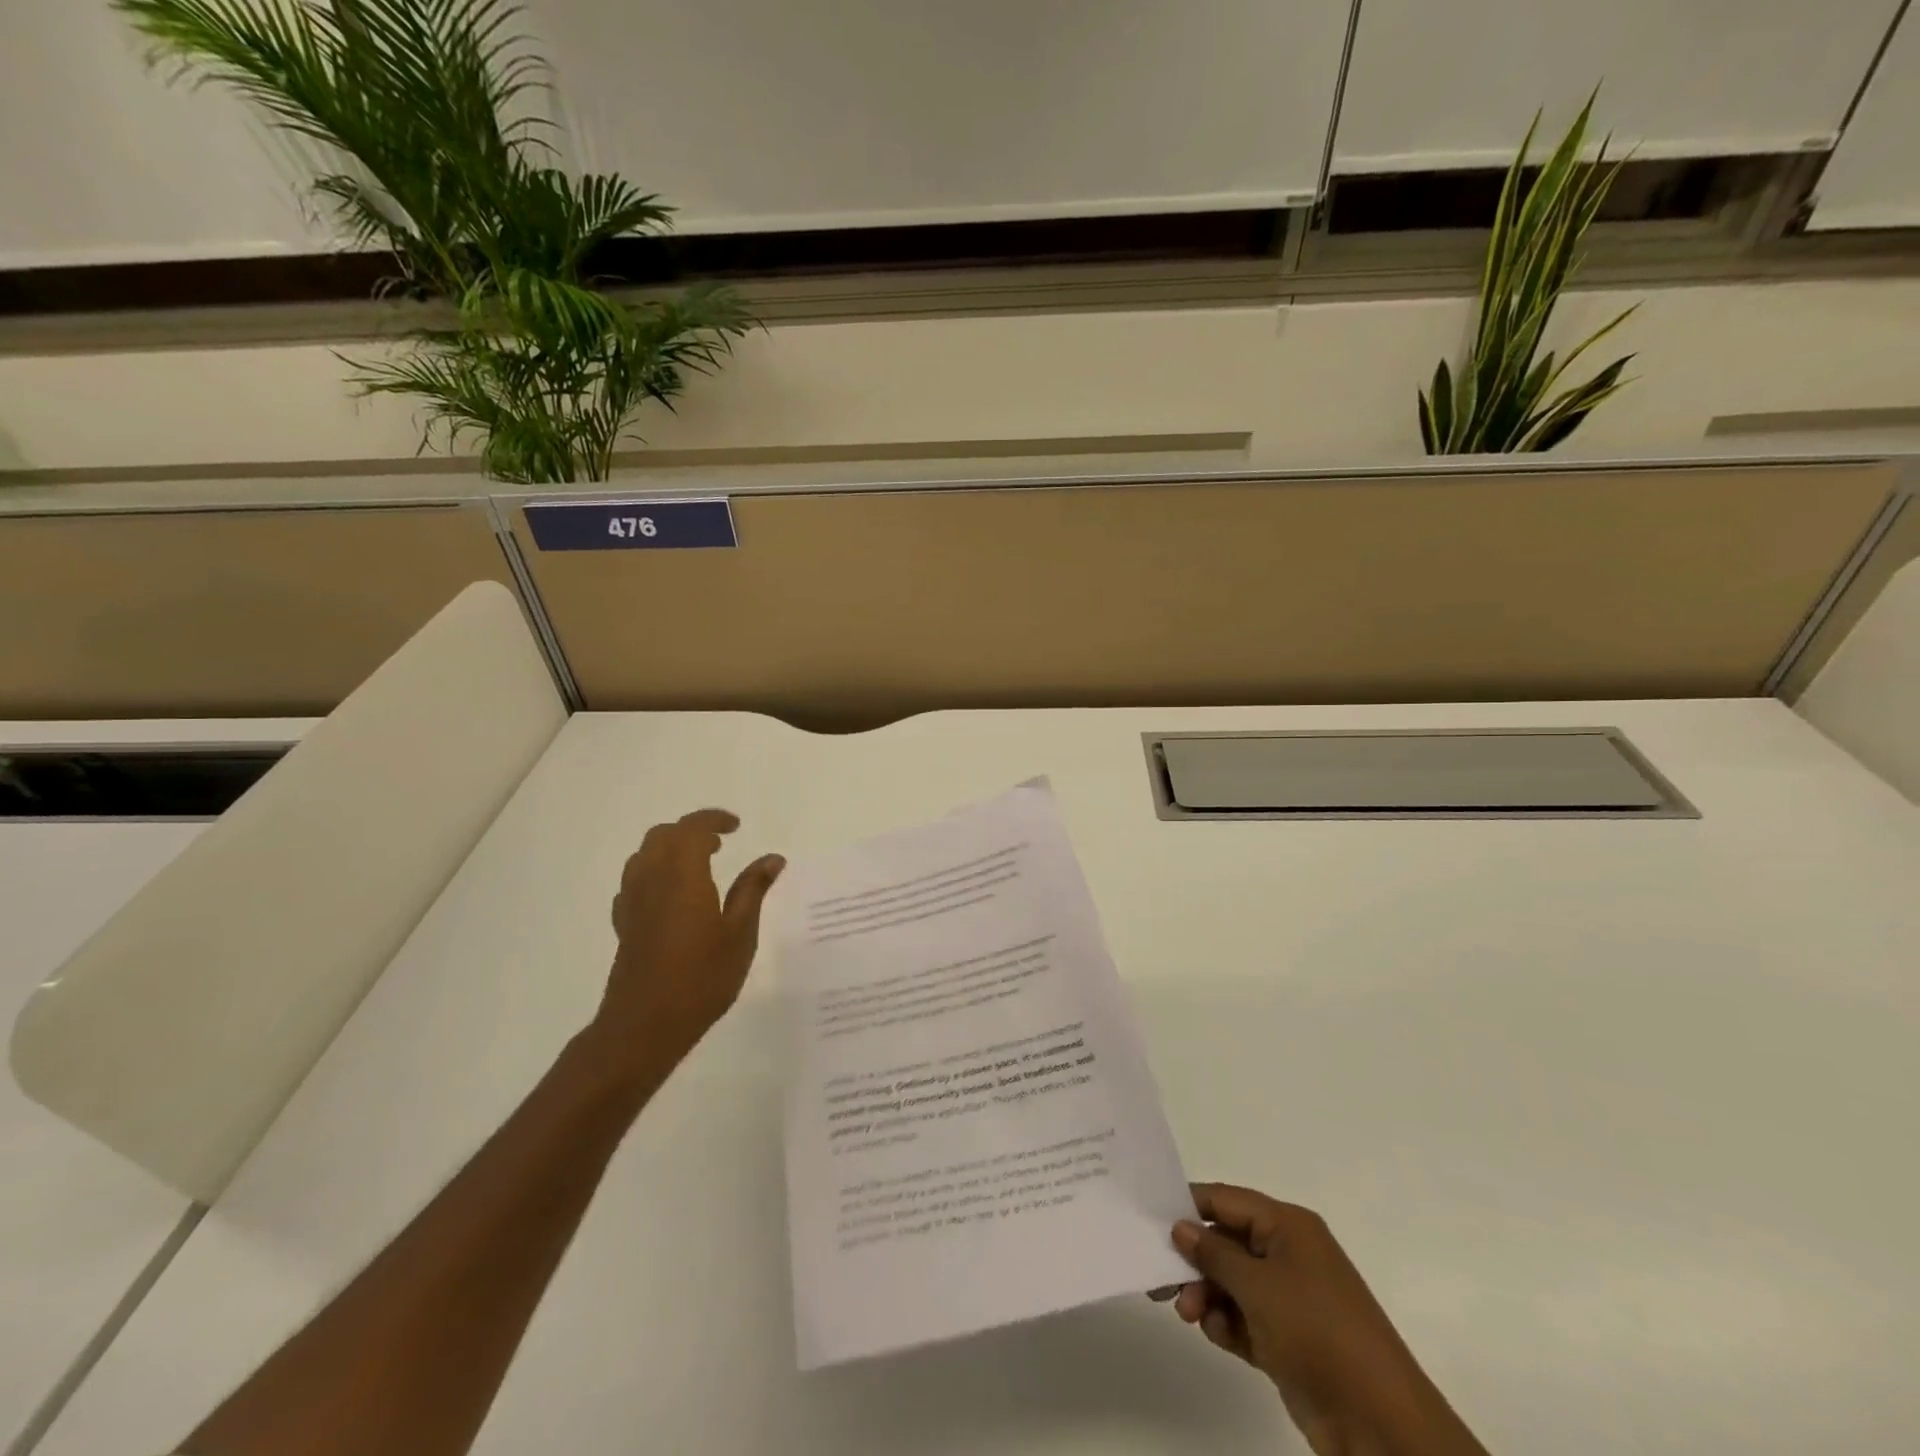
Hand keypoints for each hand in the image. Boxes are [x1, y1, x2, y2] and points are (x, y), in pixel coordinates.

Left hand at [589, 809, 783, 1073]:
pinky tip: (672, 895)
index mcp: (683, 875)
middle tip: (720, 844)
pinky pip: (634, 881)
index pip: (693, 829)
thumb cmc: (701, 978)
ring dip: (670, 848)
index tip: (737, 826)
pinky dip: (654, 872)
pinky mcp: (623, 923)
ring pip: (645, 855)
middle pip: (663, 835)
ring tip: (698, 866)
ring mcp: (632, 901)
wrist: (644, 1025)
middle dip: (691, 831)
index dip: (714, 819)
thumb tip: (772, 858)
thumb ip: (753, 890)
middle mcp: (652, 879)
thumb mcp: (739, 934)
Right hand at [1165, 1184, 1486, 1455]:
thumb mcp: (1257, 1286)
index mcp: (1288, 1226)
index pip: (1227, 1200)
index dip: (1189, 1207)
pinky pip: (1245, 1317)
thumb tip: (1181, 1226)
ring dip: (1207, 1295)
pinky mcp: (1289, 1339)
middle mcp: (1288, 1254)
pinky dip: (1227, 1323)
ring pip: (1232, 1282)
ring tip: (1190, 1316)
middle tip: (1162, 1282)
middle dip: (1195, 1260)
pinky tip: (1218, 1335)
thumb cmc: (1317, 1332)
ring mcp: (1291, 1298)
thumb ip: (1213, 1253)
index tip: (1151, 1221)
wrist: (1380, 1425)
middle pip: (1226, 1242)